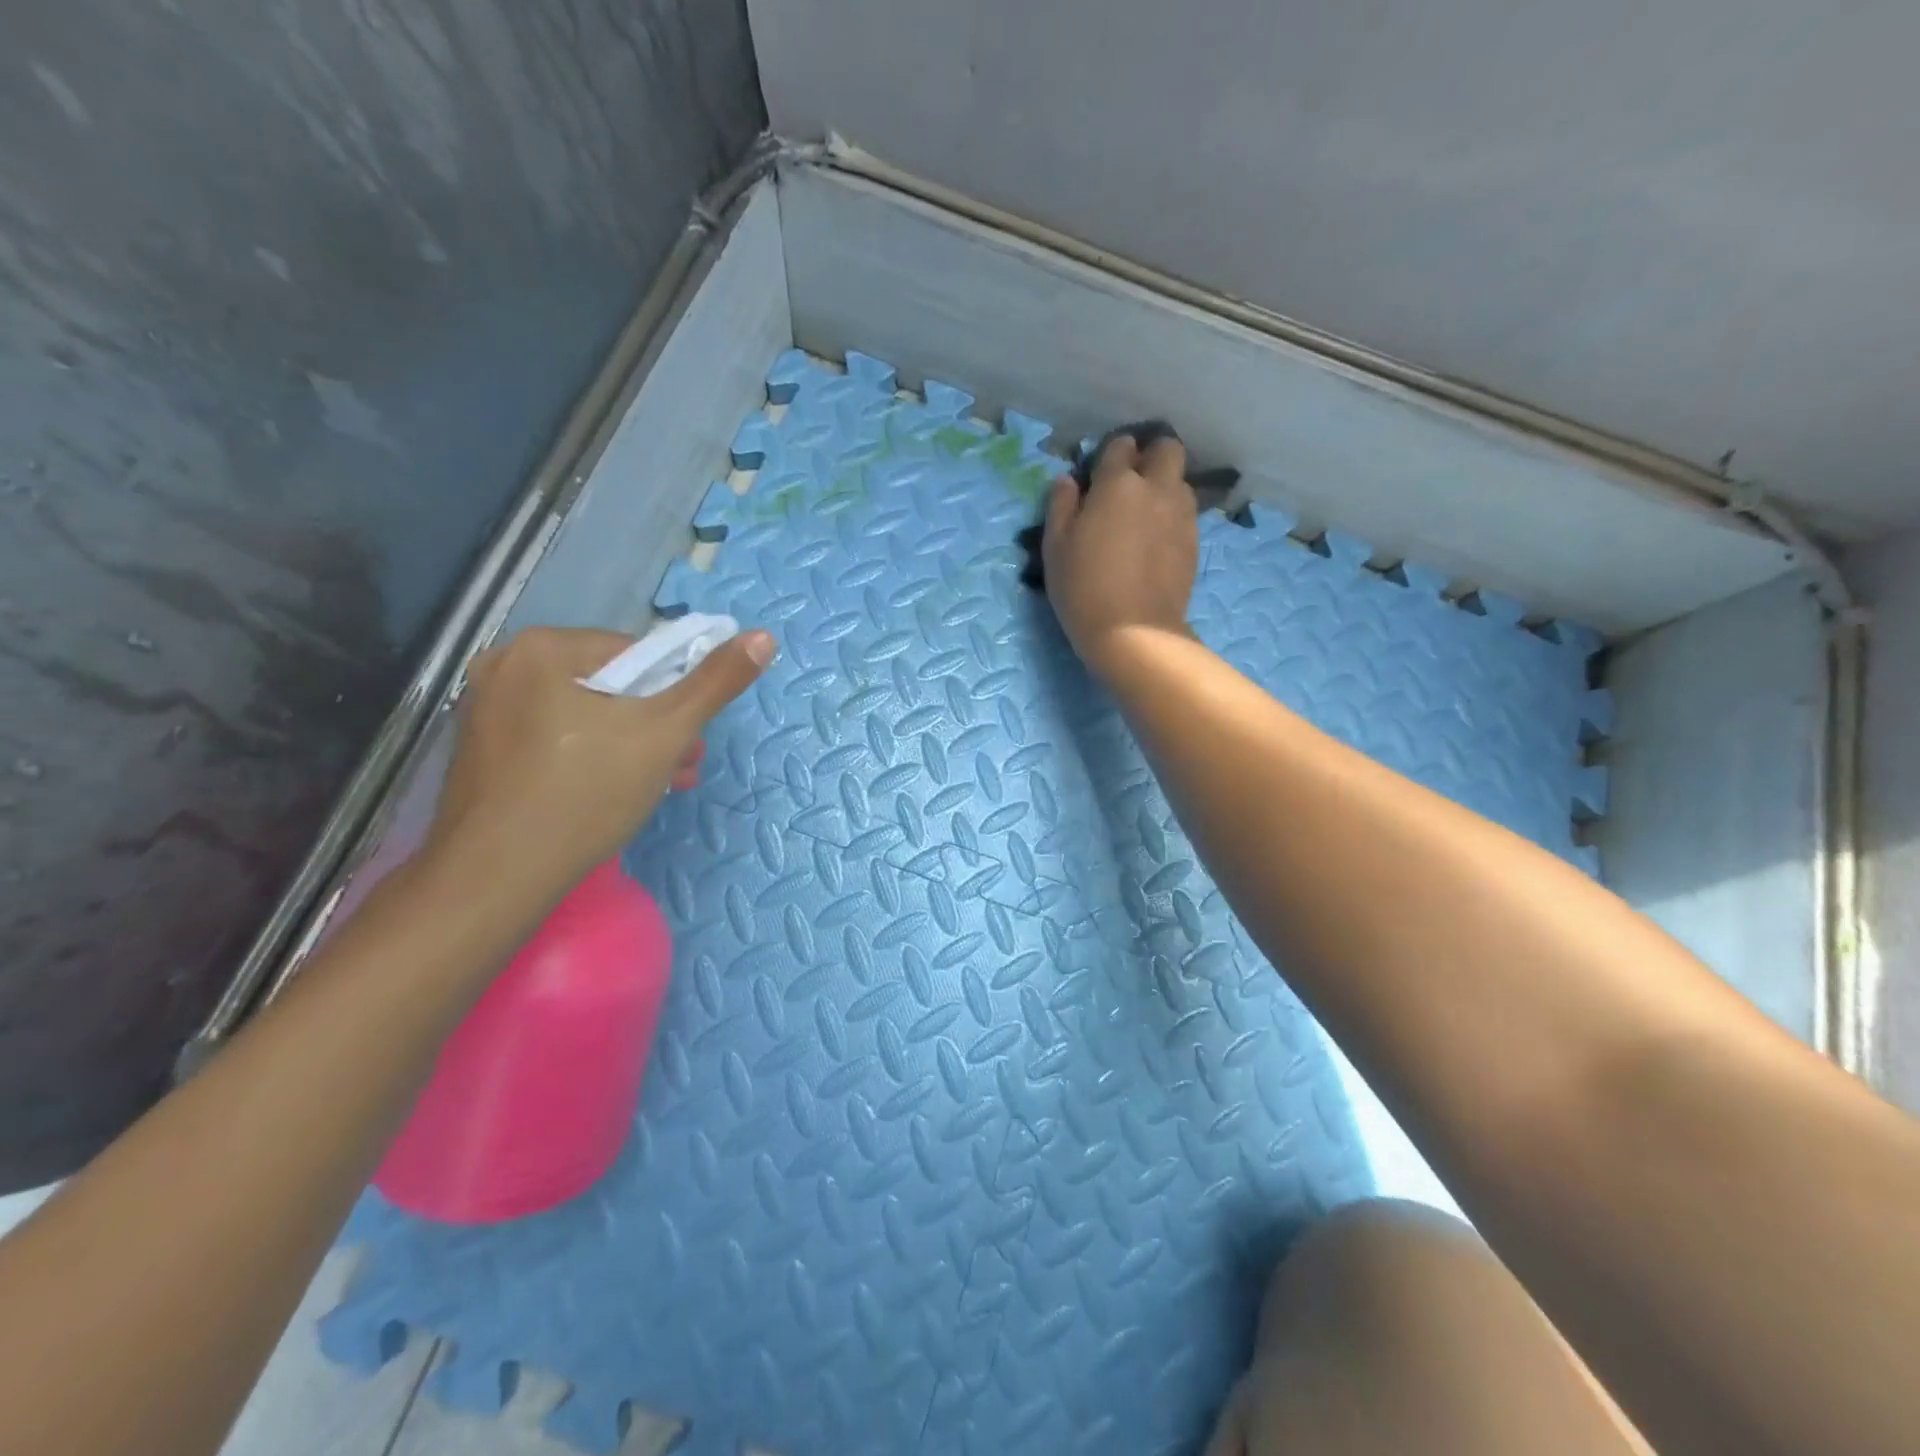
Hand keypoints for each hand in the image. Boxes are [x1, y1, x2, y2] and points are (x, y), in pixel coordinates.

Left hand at [426, 625, 774, 906]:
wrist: (495, 878)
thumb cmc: (586, 793)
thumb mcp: (665, 732)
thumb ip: (716, 682)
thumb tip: (764, 637)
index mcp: (544, 648)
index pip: (637, 653)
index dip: (673, 694)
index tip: (687, 738)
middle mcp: (505, 666)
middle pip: (611, 685)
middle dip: (655, 725)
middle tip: (679, 767)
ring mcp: (486, 710)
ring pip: (584, 715)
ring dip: (629, 744)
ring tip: (655, 786)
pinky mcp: (482, 751)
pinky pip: (554, 739)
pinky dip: (589, 758)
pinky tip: (607, 794)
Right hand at [1041, 432, 1198, 676]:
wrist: (1134, 631)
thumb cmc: (1083, 587)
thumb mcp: (1055, 547)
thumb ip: (1060, 506)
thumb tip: (1068, 481)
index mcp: (1117, 483)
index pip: (1120, 446)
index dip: (1110, 455)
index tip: (1099, 474)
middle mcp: (1156, 488)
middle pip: (1166, 449)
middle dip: (1151, 456)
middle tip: (1131, 483)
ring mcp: (1180, 514)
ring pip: (1180, 481)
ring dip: (1164, 486)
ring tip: (1145, 514)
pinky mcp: (1194, 540)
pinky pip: (1185, 512)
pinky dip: (1172, 515)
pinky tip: (1156, 539)